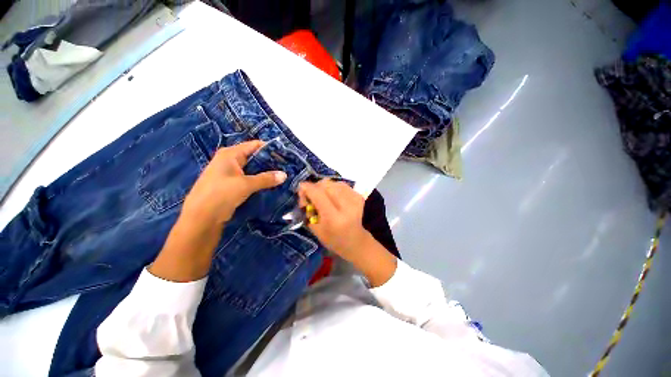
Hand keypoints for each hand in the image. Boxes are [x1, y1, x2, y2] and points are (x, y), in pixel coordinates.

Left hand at [181, 140, 286, 226]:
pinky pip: (249, 178)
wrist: (201, 217)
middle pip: (254, 156)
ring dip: (266, 172)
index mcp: (230, 154)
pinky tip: (271, 184)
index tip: (285, 155)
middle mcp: (230, 160)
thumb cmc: (221, 194)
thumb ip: (266, 179)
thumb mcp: (246, 184)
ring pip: (253, 169)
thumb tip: (285, 175)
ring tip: (282, 175)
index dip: (270, 148)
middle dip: (270, 162)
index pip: (255, 145)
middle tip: (286, 166)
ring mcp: (230, 172)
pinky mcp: (232, 184)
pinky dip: (260, 180)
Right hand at [299, 180, 396, 286]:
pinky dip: (333, 187)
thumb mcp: (315, 229)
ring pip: (333, 182)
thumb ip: (308, 209)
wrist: (355, 241)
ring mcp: (355, 200)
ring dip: (324, 187)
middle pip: (326, 185)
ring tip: (322, 196)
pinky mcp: (359, 196)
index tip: (301, 187)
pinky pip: (341, 184)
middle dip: (315, 187)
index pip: (318, 194)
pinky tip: (332, 196)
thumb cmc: (333, 239)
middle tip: (311, 195)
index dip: (307, 188)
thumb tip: (304, 191)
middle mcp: (346, 206)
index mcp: (334, 218)